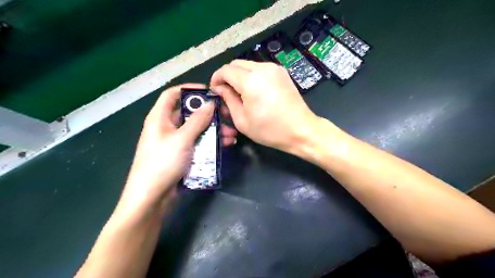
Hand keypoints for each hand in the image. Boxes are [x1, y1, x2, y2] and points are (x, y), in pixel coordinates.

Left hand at [117, 84, 237, 215]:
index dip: (190, 90)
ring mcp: (176, 142)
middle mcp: (167, 127)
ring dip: (214, 130)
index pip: (173, 94)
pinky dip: (211, 142)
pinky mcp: (183, 154)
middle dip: (210, 114)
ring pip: (197, 129)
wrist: (152, 198)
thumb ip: (197, 120)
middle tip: (227, 116)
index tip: (209, 92)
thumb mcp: (182, 139)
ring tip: (231, 134)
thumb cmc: (162, 163)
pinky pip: (199, 143)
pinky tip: (225, 145)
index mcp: (160, 118)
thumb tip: (210, 103)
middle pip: (190, 113)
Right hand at [210, 59, 319, 152]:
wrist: (301, 130)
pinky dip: (252, 75)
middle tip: (226, 93)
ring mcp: (274, 68)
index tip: (215, 90)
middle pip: (236, 64)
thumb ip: (228, 100)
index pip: (225, 70)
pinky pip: (260, 68)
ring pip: (248, 64)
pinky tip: (255, 90)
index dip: (216, 79)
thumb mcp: (242, 120)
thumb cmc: (270, 130)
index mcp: (250, 81)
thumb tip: (220, 88)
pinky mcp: (282, 72)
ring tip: (241, 93)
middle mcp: (262, 68)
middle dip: (227, 76)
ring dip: (240, 75)